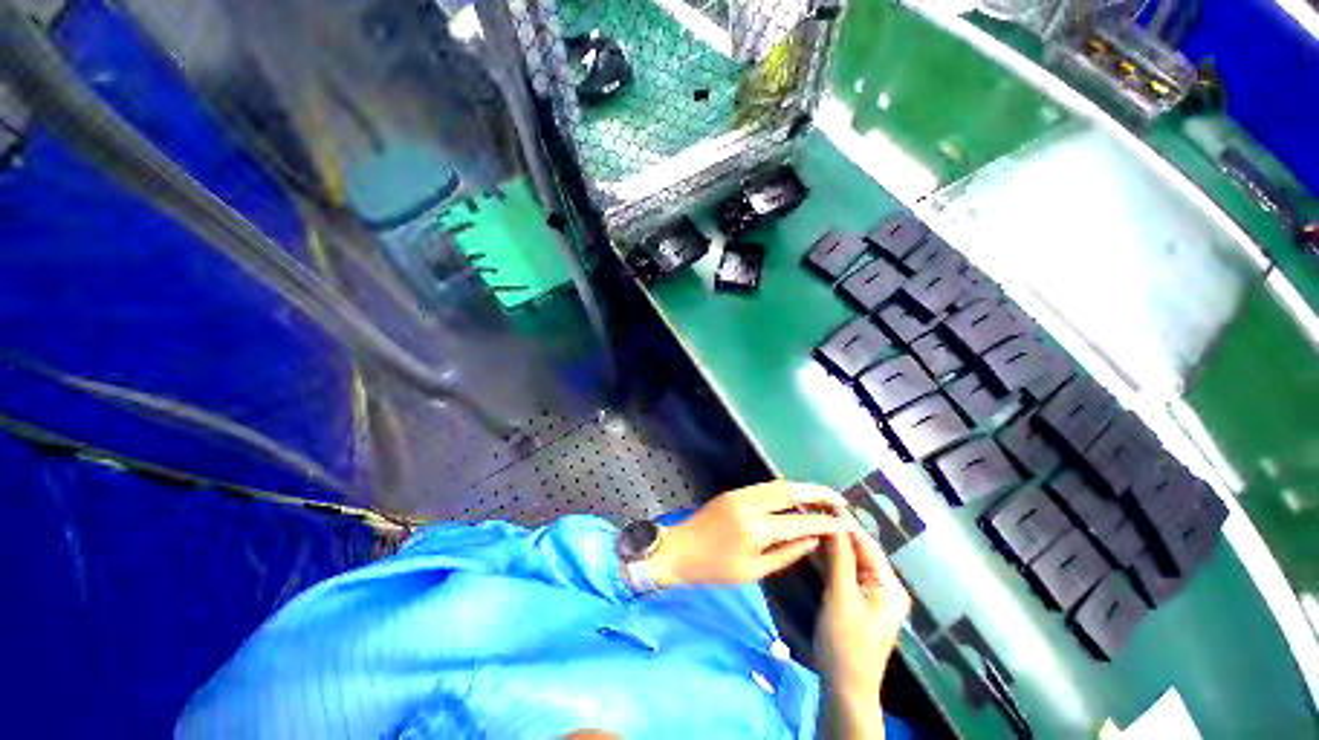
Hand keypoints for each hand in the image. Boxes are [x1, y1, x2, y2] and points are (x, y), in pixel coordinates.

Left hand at [647, 481, 846, 586]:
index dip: (825, 522)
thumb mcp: (753, 571)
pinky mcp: (735, 491)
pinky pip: (766, 487)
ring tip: (823, 498)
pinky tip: (796, 497)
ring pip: (778, 484)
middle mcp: (750, 504)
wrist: (680, 549)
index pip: (800, 521)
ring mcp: (741, 494)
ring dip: (803, 488)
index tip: (845, 523)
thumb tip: (813, 539)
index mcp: (756, 529)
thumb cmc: (715, 569)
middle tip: (840, 500)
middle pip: (791, 490)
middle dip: (818, 492)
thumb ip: (786, 553)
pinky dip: (785, 489)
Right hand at [815, 520, 910, 700]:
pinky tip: (811, 547)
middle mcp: (884, 587)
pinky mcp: (856, 602)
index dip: (844, 522)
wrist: (844, 689)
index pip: (866, 543)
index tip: (821, 502)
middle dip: (835, 532)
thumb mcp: (841, 597)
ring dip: (830, 545)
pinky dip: (829, 561)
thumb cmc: (846, 644)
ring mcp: (870, 595)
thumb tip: (834, 522)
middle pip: (858, 551)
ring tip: (807, 522)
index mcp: (889, 586)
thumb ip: (839, 558)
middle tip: (809, 511)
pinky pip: (843, 573)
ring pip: (849, 561)